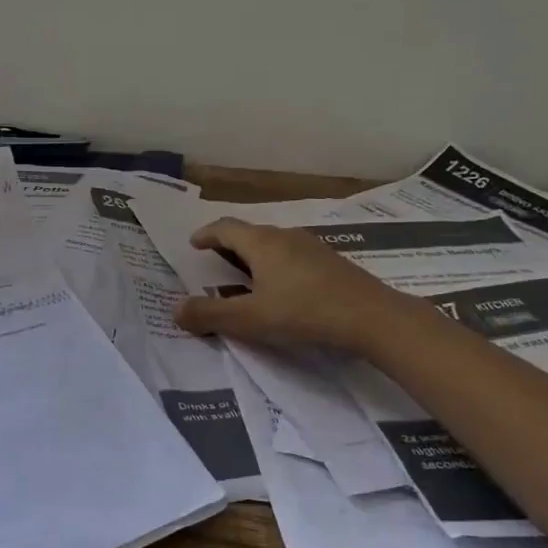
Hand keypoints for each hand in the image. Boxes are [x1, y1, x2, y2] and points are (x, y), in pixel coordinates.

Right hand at [173, 219, 397, 351]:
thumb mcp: (250, 319)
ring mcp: (312, 247)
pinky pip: (293, 255)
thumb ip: (210, 315)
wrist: (372, 317)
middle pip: (250, 233)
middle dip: (229, 244)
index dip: (206, 234)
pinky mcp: (331, 262)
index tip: (194, 244)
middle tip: (215, 260)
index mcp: (261, 243)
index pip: (225, 228)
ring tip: (246, 275)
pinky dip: (276, 264)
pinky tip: (283, 287)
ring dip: (254, 255)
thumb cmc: (304, 312)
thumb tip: (175, 309)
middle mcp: (285, 236)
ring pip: (274, 243)